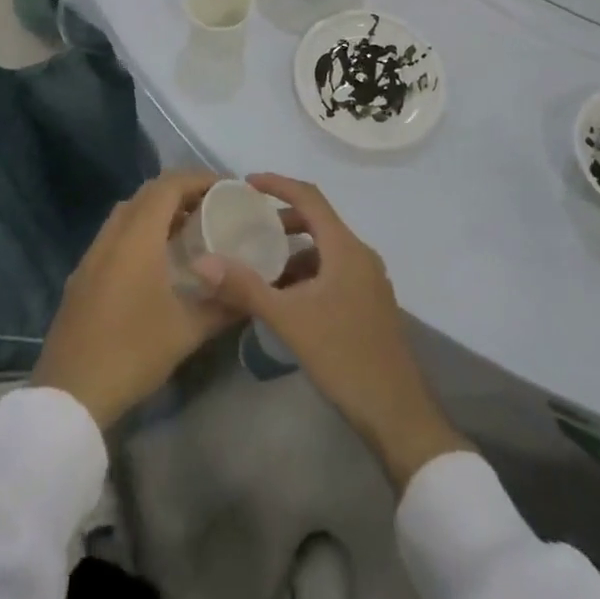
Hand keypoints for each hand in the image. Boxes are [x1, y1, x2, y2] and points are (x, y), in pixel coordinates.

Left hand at [34, 171, 240, 429]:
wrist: (70, 392)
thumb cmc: (132, 351)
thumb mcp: (186, 331)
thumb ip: (222, 305)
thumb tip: (251, 293)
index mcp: (137, 236)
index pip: (169, 185)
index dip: (199, 178)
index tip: (227, 188)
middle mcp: (112, 234)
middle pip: (148, 193)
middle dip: (181, 191)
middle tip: (212, 207)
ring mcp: (93, 253)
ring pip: (128, 212)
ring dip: (158, 210)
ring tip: (188, 229)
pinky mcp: (83, 274)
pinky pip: (115, 234)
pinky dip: (139, 231)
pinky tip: (156, 260)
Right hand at [192, 174, 467, 490]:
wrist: (397, 415)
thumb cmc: (344, 357)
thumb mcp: (289, 320)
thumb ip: (245, 287)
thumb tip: (202, 262)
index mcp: (345, 248)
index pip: (309, 197)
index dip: (278, 184)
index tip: (247, 183)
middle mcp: (360, 256)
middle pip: (318, 221)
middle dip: (282, 219)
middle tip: (249, 226)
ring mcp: (368, 281)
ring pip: (324, 250)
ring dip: (293, 250)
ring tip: (260, 267)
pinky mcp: (369, 304)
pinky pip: (333, 272)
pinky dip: (307, 273)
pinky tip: (286, 298)